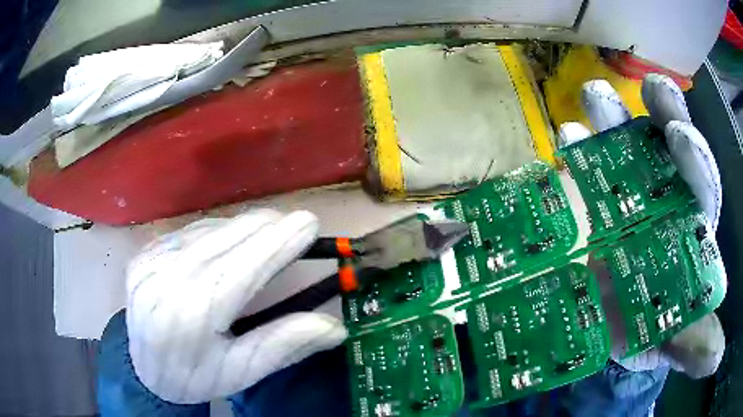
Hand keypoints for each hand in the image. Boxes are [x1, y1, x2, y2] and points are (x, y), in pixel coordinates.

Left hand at [125, 210, 346, 403]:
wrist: (143, 371)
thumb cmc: (195, 377)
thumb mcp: (241, 372)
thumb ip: (284, 344)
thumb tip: (335, 327)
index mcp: (191, 316)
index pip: (242, 268)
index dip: (277, 242)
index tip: (308, 222)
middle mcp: (165, 280)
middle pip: (225, 240)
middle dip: (265, 228)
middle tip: (294, 226)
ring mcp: (149, 262)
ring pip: (207, 230)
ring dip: (242, 228)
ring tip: (266, 233)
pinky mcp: (143, 254)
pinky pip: (187, 232)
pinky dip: (216, 232)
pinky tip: (228, 241)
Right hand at [560, 74, 724, 377]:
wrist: (611, 328)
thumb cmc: (654, 329)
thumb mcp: (678, 340)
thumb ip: (698, 344)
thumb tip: (716, 359)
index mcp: (692, 225)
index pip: (701, 182)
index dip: (695, 157)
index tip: (679, 137)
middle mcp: (665, 197)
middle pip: (668, 145)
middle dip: (664, 113)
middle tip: (651, 90)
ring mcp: (627, 193)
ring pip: (626, 145)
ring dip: (613, 118)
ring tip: (593, 97)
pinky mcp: (595, 201)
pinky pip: (588, 168)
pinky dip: (579, 151)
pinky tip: (568, 139)